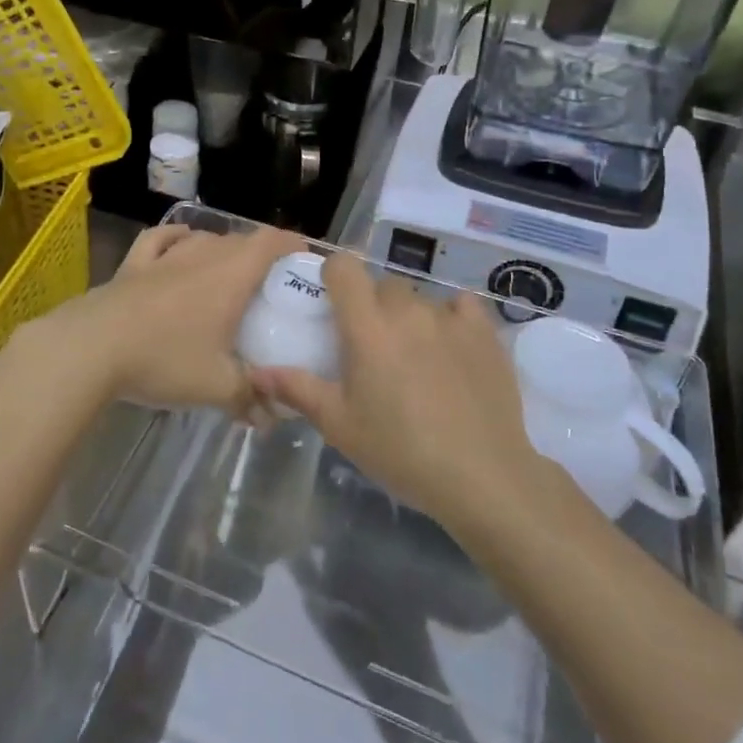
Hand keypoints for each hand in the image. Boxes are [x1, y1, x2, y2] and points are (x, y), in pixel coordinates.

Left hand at [34, 224, 303, 421]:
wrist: (91, 349)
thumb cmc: (164, 359)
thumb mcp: (216, 386)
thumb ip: (249, 398)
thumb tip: (272, 417)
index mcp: (230, 276)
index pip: (270, 243)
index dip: (291, 245)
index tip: (304, 258)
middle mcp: (202, 255)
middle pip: (239, 241)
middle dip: (259, 254)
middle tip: (269, 283)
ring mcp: (164, 257)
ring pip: (203, 239)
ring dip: (221, 248)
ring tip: (228, 268)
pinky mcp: (133, 265)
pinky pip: (160, 240)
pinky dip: (176, 238)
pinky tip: (180, 243)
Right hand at [251, 253, 545, 530]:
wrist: (482, 476)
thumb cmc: (400, 451)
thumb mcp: (340, 425)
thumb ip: (297, 389)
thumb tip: (257, 373)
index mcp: (367, 327)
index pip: (344, 266)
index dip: (335, 275)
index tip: (333, 302)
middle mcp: (407, 309)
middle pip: (382, 285)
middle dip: (372, 305)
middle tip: (373, 347)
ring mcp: (449, 317)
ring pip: (419, 298)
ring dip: (409, 317)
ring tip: (415, 358)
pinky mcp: (485, 331)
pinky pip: (461, 305)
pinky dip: (451, 317)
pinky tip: (451, 347)